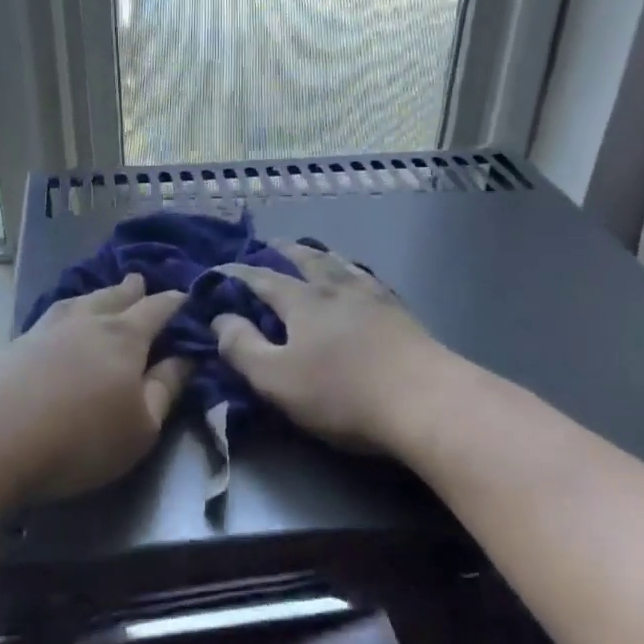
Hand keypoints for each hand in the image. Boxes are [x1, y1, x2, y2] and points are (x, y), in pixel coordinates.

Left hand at [0, 274, 189, 499]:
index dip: (175, 302)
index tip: (186, 296)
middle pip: (114, 297)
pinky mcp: (14, 345)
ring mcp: (45, 329)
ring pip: (79, 302)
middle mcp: (87, 321)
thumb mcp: (141, 426)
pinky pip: (51, 317)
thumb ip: (166, 389)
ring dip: (96, 296)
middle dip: (132, 290)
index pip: (157, 309)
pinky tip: (59, 321)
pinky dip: (65, 313)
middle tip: (140, 280)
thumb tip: (185, 358)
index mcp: (125, 336)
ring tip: (102, 295)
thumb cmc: (80, 438)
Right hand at [213, 242, 451, 453]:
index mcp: (302, 301)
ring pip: (343, 265)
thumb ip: (242, 348)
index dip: (237, 275)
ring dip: (323, 256)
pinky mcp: (402, 314)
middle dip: (284, 252)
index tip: (218, 270)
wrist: (425, 400)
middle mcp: (337, 289)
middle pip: (307, 261)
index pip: (261, 280)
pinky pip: (370, 281)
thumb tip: (220, 319)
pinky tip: (362, 280)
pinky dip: (355, 273)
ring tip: (316, 252)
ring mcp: (374, 297)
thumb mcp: (275, 379)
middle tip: (271, 243)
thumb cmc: (341, 393)